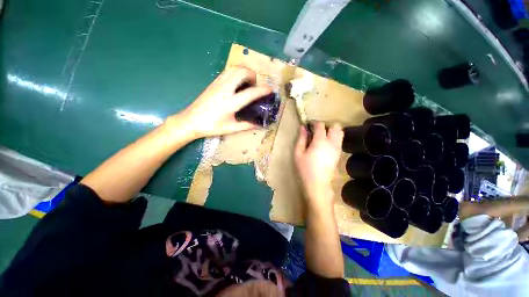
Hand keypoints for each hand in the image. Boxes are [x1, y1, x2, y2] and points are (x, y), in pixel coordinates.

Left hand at [178, 66, 272, 138]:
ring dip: (244, 71)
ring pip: (234, 68)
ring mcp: (218, 84)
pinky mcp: (213, 82)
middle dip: (253, 75)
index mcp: (230, 103)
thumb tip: (259, 125)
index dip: (262, 90)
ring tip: (248, 83)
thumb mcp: (230, 128)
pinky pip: (227, 71)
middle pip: (242, 72)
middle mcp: (225, 89)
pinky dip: (236, 72)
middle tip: (255, 86)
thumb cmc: (211, 126)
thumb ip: (246, 126)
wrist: (191, 121)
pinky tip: (237, 82)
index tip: (270, 90)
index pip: (250, 93)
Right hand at [294, 122, 343, 206]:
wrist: (317, 183)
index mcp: (320, 141)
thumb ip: (301, 138)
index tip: (308, 125)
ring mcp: (337, 148)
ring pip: (340, 133)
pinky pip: (339, 141)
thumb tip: (303, 127)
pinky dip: (334, 138)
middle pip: (335, 126)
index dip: (314, 123)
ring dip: (332, 131)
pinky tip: (325, 145)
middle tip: (317, 132)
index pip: (321, 125)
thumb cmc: (305, 168)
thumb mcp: (298, 153)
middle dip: (326, 126)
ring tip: (322, 138)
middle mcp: (332, 142)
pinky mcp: (339, 154)